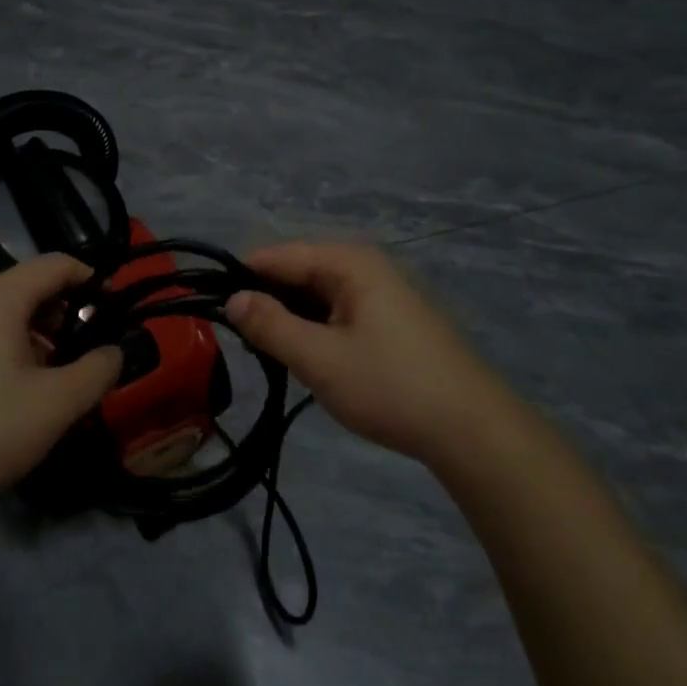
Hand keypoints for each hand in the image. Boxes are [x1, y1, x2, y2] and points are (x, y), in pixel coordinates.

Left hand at [0, 254, 122, 519]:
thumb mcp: (58, 403)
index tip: (114, 308)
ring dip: (36, 332)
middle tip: (87, 348)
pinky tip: (15, 389)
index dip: (91, 279)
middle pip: (26, 286)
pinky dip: (6, 346)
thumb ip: (98, 370)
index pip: (54, 264)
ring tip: (55, 374)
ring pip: (1, 312)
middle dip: (64, 311)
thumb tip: (115, 352)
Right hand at [224, 242, 513, 463]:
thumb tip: (233, 298)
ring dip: (291, 320)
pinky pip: (338, 312)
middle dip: (267, 302)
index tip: (213, 310)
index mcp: (349, 262)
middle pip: (297, 272)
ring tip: (273, 355)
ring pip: (317, 295)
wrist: (473, 430)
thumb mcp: (320, 358)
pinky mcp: (391, 321)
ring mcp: (382, 293)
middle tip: (245, 343)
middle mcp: (365, 267)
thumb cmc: (391, 387)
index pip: (277, 255)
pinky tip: (309, 360)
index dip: (241, 279)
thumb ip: (270, 325)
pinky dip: (316, 331)